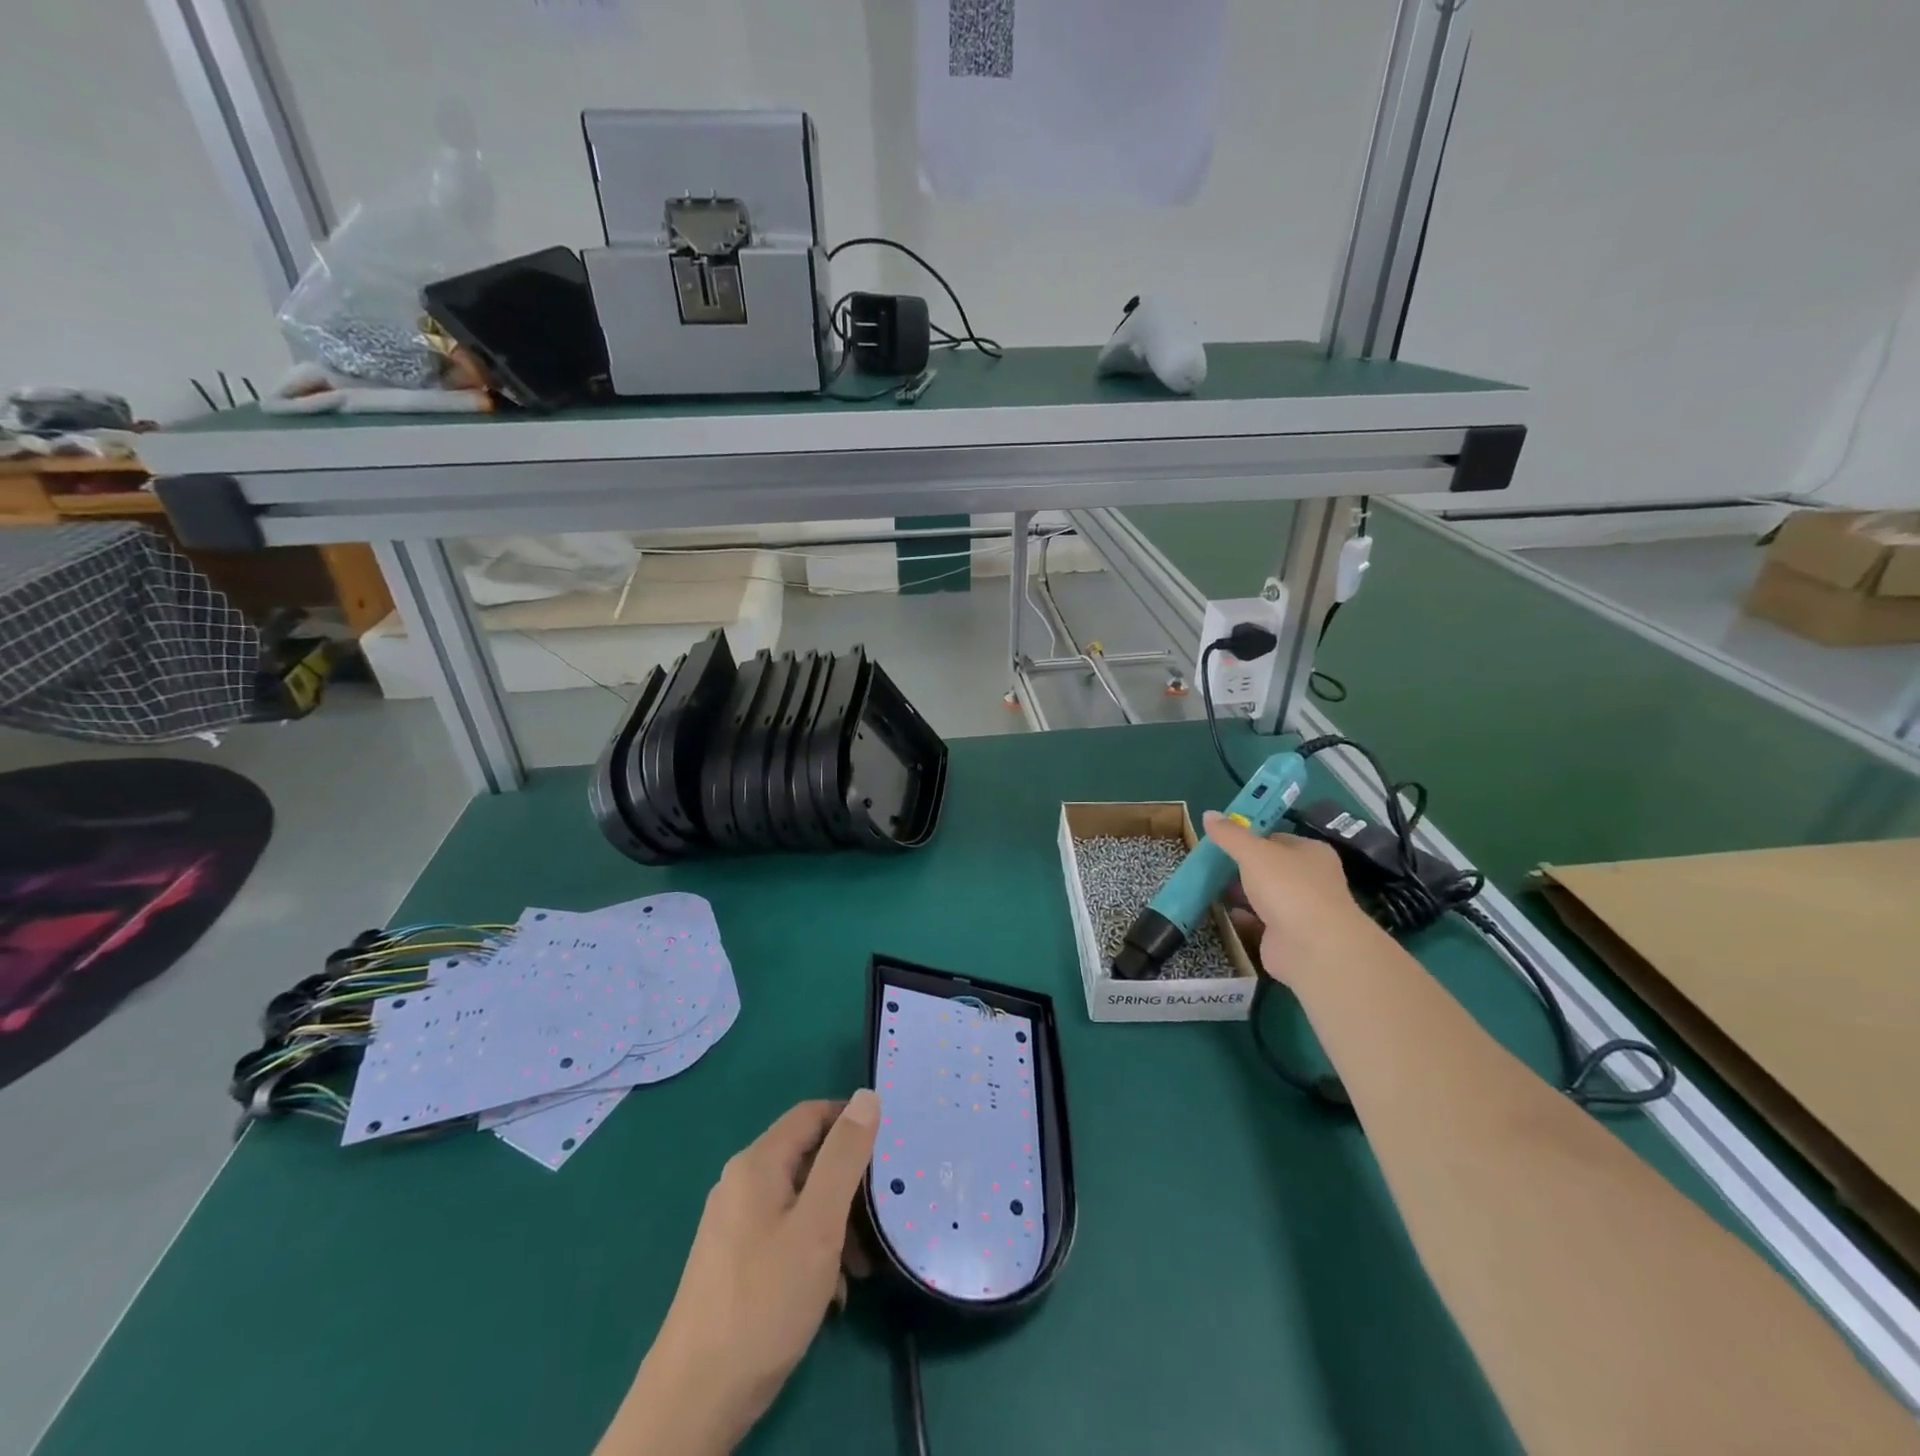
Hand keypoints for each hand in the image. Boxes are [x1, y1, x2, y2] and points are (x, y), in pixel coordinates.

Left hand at [599, 1092, 880, 1455]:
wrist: (695, 1399)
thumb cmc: (764, 1301)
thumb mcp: (818, 1224)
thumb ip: (844, 1157)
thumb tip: (866, 1095)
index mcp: (757, 1163)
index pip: (813, 1114)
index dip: (852, 1123)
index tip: (888, 1153)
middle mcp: (741, 1183)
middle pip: (807, 1158)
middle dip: (848, 1184)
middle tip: (881, 1219)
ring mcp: (733, 1224)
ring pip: (800, 1201)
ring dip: (835, 1224)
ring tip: (861, 1269)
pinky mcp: (733, 1261)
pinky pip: (784, 1234)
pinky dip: (813, 1251)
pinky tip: (831, 1293)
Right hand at [1203, 811, 1380, 982]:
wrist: (1313, 947)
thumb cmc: (1288, 887)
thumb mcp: (1254, 852)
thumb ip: (1230, 835)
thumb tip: (1208, 814)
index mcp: (1311, 852)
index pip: (1277, 838)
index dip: (1250, 837)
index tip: (1223, 840)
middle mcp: (1310, 879)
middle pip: (1269, 868)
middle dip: (1241, 867)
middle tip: (1211, 864)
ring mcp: (1300, 910)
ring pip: (1264, 896)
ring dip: (1241, 893)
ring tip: (1210, 886)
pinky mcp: (1287, 937)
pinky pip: (1260, 921)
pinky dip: (1243, 917)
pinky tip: (1224, 913)